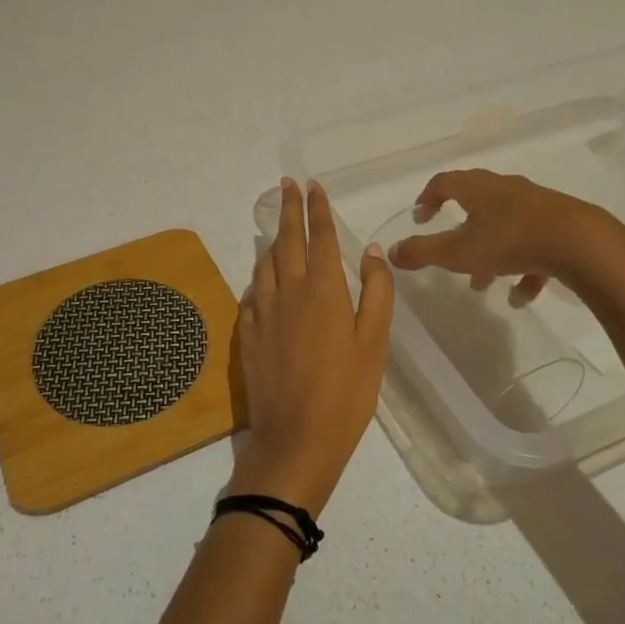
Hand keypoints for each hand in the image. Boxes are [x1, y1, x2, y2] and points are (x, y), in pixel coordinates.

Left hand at [230, 178, 393, 515]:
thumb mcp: (375, 342)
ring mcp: (264, 311)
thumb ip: (376, 292)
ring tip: (276, 227)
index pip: (320, 237)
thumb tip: (371, 251)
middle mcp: (289, 291)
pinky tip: (263, 279)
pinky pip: (253, 292)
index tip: (312, 185)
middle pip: (286, 240)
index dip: (317, 209)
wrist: (296, 438)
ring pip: (265, 263)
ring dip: (272, 239)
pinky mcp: (249, 333)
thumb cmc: (346, 392)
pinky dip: (260, 276)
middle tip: (286, 184)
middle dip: (288, 209)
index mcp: (323, 289)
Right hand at [387, 168, 624, 307]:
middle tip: (450, 254)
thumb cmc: (510, 241)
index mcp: (477, 188)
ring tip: (484, 286)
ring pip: (504, 227)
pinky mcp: (560, 225)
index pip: (444, 182)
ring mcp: (535, 205)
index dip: (428, 197)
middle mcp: (505, 189)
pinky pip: (534, 245)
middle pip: (475, 204)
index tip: (420, 216)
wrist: (581, 244)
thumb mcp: (458, 252)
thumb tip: (390, 252)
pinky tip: (522, 296)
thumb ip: (422, 252)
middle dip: (460, 232)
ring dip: (490, 254)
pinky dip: (523, 267)